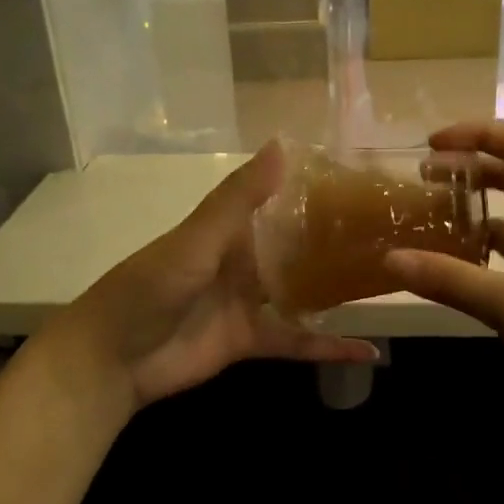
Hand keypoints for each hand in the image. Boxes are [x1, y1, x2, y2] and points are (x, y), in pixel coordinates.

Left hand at [57, 142, 376, 410]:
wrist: (113, 358)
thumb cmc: (150, 287)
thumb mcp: (196, 239)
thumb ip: (239, 199)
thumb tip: (282, 145)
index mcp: (228, 230)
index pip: (277, 202)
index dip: (313, 191)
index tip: (361, 181)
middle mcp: (243, 261)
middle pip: (296, 248)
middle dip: (335, 241)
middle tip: (390, 233)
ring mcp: (249, 303)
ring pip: (303, 293)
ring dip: (339, 290)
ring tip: (389, 280)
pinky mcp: (252, 340)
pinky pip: (297, 341)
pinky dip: (329, 347)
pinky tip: (368, 352)